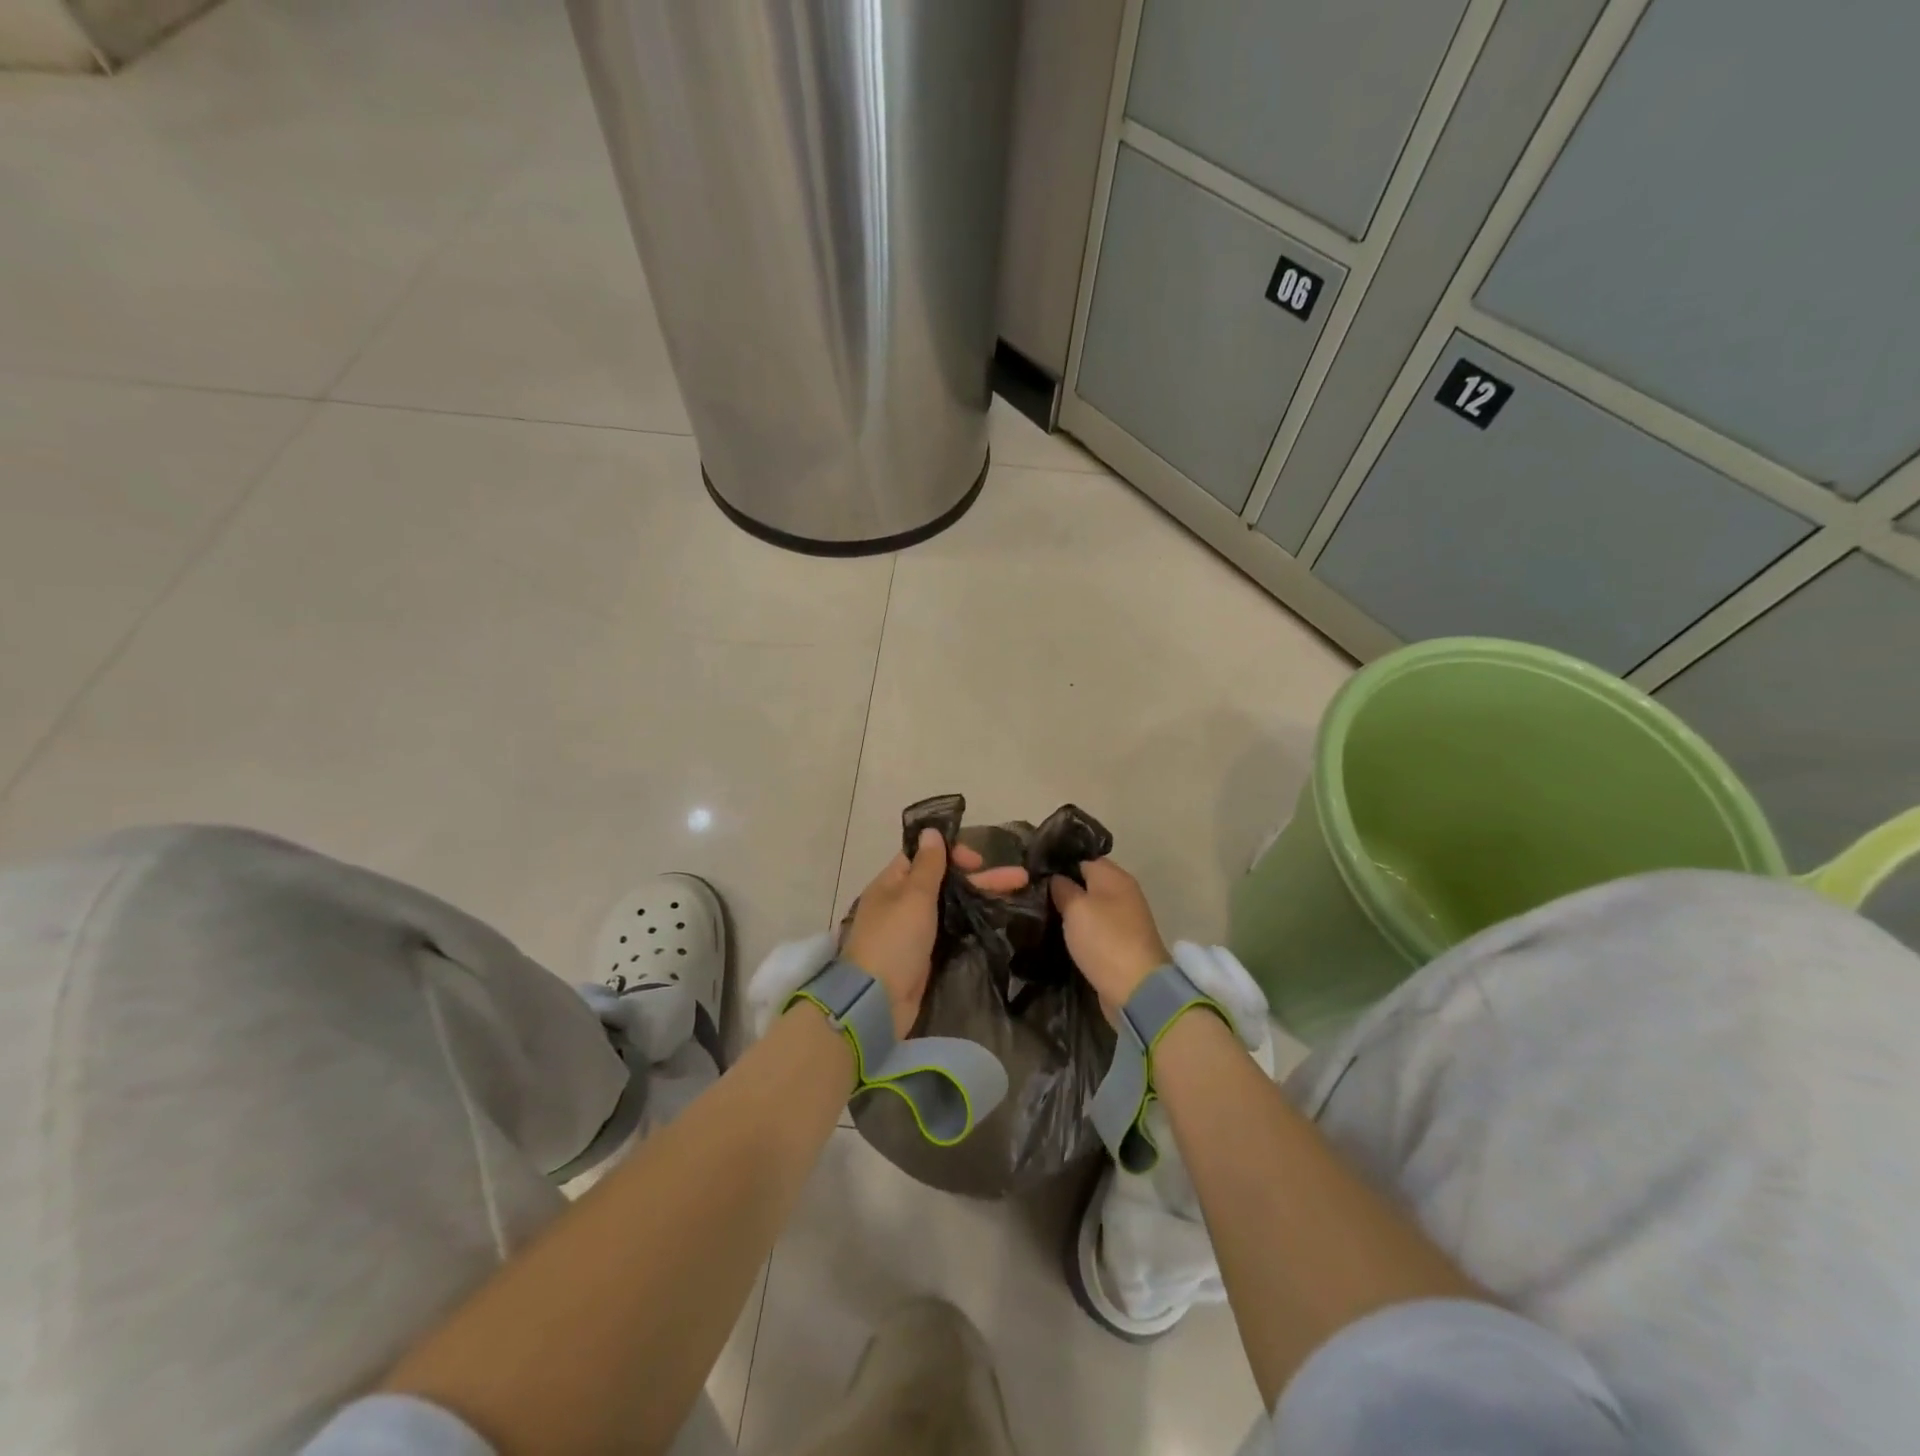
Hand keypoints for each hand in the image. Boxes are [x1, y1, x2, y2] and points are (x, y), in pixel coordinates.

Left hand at [841, 829, 1028, 1036]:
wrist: (877, 1001)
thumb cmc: (895, 940)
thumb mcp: (913, 896)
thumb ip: (927, 865)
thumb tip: (929, 831)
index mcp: (892, 882)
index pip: (924, 856)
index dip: (952, 852)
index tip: (977, 861)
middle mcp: (902, 902)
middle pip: (944, 880)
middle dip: (980, 877)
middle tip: (1018, 877)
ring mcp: (913, 930)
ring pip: (951, 905)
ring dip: (980, 897)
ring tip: (1017, 894)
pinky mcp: (925, 955)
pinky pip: (951, 929)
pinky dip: (971, 921)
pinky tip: (997, 920)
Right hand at [1049, 858, 1170, 1017]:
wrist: (1137, 989)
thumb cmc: (1104, 939)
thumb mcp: (1076, 908)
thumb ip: (1062, 888)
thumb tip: (1055, 877)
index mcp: (1114, 876)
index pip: (1083, 858)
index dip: (1059, 862)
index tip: (1034, 871)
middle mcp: (1123, 892)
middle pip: (1087, 882)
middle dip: (1063, 887)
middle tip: (1032, 893)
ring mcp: (1124, 919)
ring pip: (1090, 906)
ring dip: (1070, 910)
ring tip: (1040, 912)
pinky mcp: (1121, 943)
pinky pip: (1096, 928)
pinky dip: (1080, 930)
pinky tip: (1060, 934)